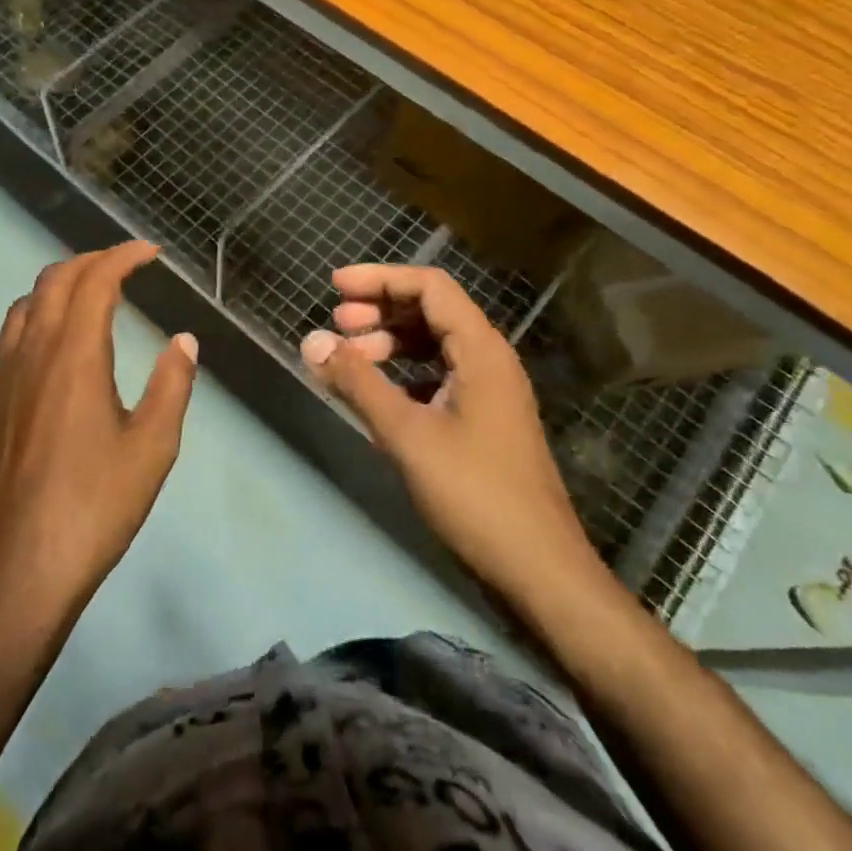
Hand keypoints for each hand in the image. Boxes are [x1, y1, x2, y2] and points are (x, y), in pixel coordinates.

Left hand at [0, 240, 197, 647]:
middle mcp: (29, 352)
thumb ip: (172, 386)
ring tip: (88, 299)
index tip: (149, 252)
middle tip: (123, 266)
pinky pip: (8, 339)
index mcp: (72, 355)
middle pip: (53, 280)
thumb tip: (183, 341)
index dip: (123, 256)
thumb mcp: (152, 449)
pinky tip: (53, 353)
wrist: (15, 569)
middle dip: (91, 261)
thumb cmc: (93, 507)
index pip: (95, 280)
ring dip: (58, 288)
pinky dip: (36, 320)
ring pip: (24, 306)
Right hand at [301, 264, 597, 596]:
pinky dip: (404, 374)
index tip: (335, 286)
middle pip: (432, 311)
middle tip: (337, 323)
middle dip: (381, 310)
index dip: (380, 279)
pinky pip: (439, 377)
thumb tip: (312, 341)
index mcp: (481, 350)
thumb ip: (357, 383)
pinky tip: (377, 395)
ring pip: (434, 346)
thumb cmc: (474, 494)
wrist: (539, 571)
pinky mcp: (484, 421)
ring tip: (349, 358)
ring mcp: (490, 392)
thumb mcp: (407, 434)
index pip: (430, 287)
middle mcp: (489, 360)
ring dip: (390, 343)